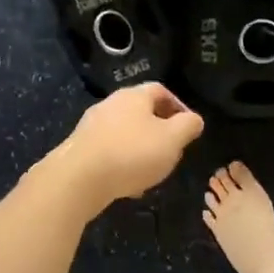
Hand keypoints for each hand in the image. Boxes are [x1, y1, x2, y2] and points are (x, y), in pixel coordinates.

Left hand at [45, 84, 204, 215]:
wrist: (78, 179)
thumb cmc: (132, 153)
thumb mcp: (172, 139)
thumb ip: (188, 126)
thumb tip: (194, 119)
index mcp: (134, 96)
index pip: (161, 90)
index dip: (178, 106)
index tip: (188, 127)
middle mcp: (110, 104)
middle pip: (140, 110)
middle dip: (158, 128)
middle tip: (171, 148)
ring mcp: (91, 125)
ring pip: (124, 131)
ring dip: (139, 146)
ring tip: (151, 169)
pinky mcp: (79, 147)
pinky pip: (108, 149)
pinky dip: (121, 160)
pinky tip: (127, 182)